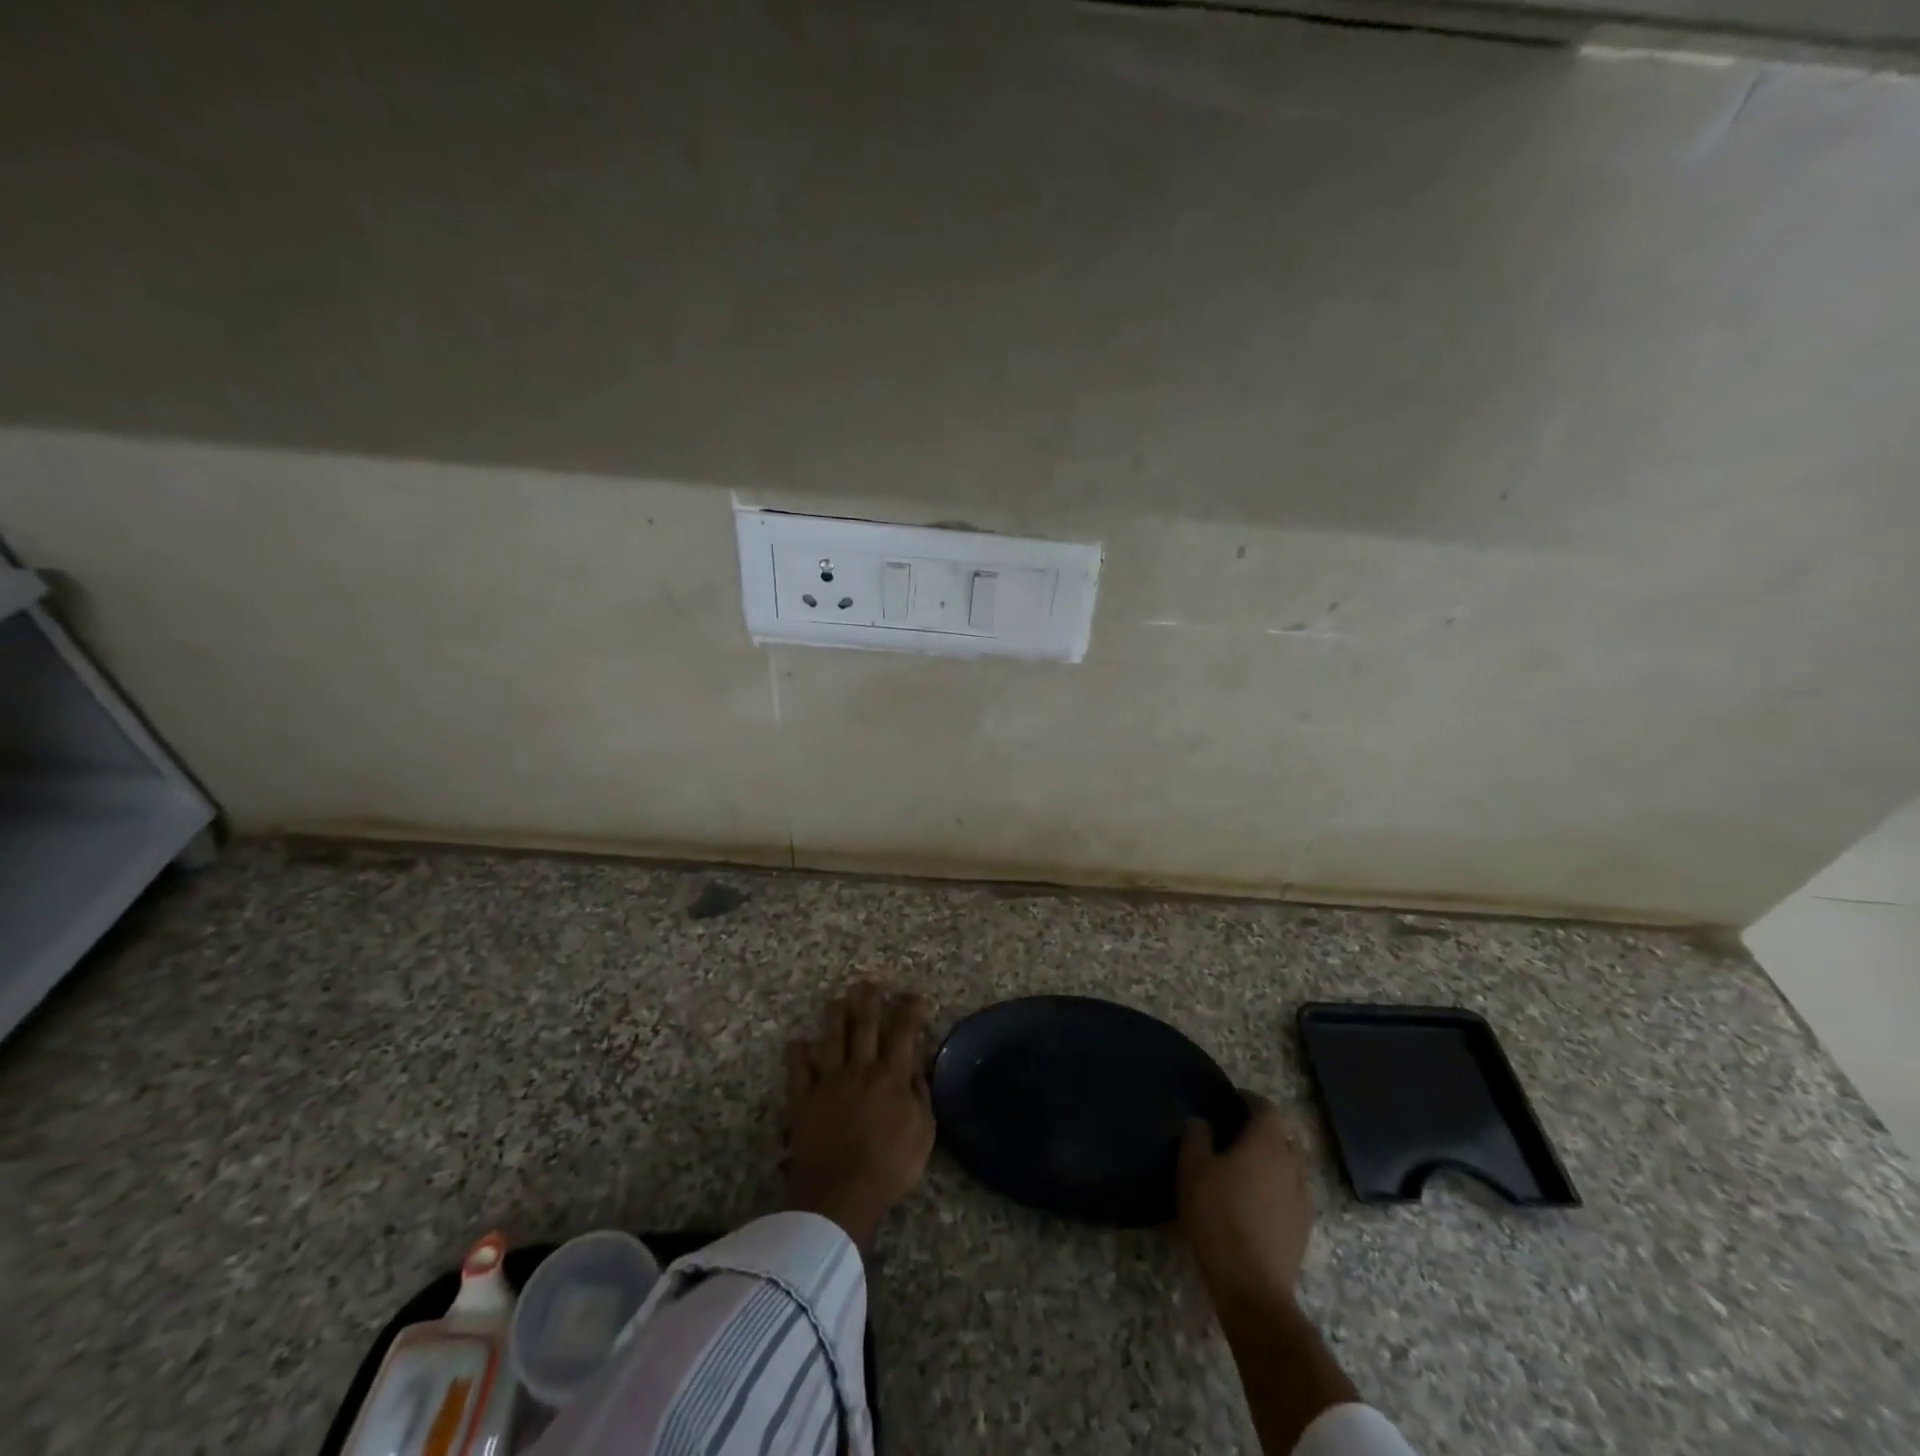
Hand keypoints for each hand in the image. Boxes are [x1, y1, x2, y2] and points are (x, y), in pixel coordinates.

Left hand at [785, 982, 934, 1245]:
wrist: (840, 1194)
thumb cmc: (889, 1167)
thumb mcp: (923, 1133)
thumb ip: (920, 1095)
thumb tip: (916, 1066)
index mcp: (892, 1077)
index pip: (903, 1033)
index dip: (909, 1010)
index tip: (912, 995)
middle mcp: (860, 1070)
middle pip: (864, 1026)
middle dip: (869, 1001)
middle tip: (869, 982)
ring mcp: (829, 1082)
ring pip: (832, 1039)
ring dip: (835, 1016)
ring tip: (837, 999)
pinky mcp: (804, 1100)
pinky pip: (799, 1071)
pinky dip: (798, 1054)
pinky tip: (797, 1041)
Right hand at [1176, 1094, 1313, 1304]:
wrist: (1251, 1286)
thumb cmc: (1218, 1217)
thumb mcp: (1192, 1170)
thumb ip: (1196, 1137)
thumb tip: (1202, 1122)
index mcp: (1266, 1143)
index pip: (1265, 1108)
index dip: (1248, 1100)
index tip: (1228, 1102)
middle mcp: (1291, 1164)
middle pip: (1282, 1136)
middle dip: (1261, 1131)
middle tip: (1233, 1135)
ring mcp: (1302, 1198)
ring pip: (1290, 1166)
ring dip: (1271, 1161)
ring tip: (1244, 1170)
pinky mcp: (1303, 1228)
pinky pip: (1292, 1193)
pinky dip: (1277, 1188)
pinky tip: (1256, 1202)